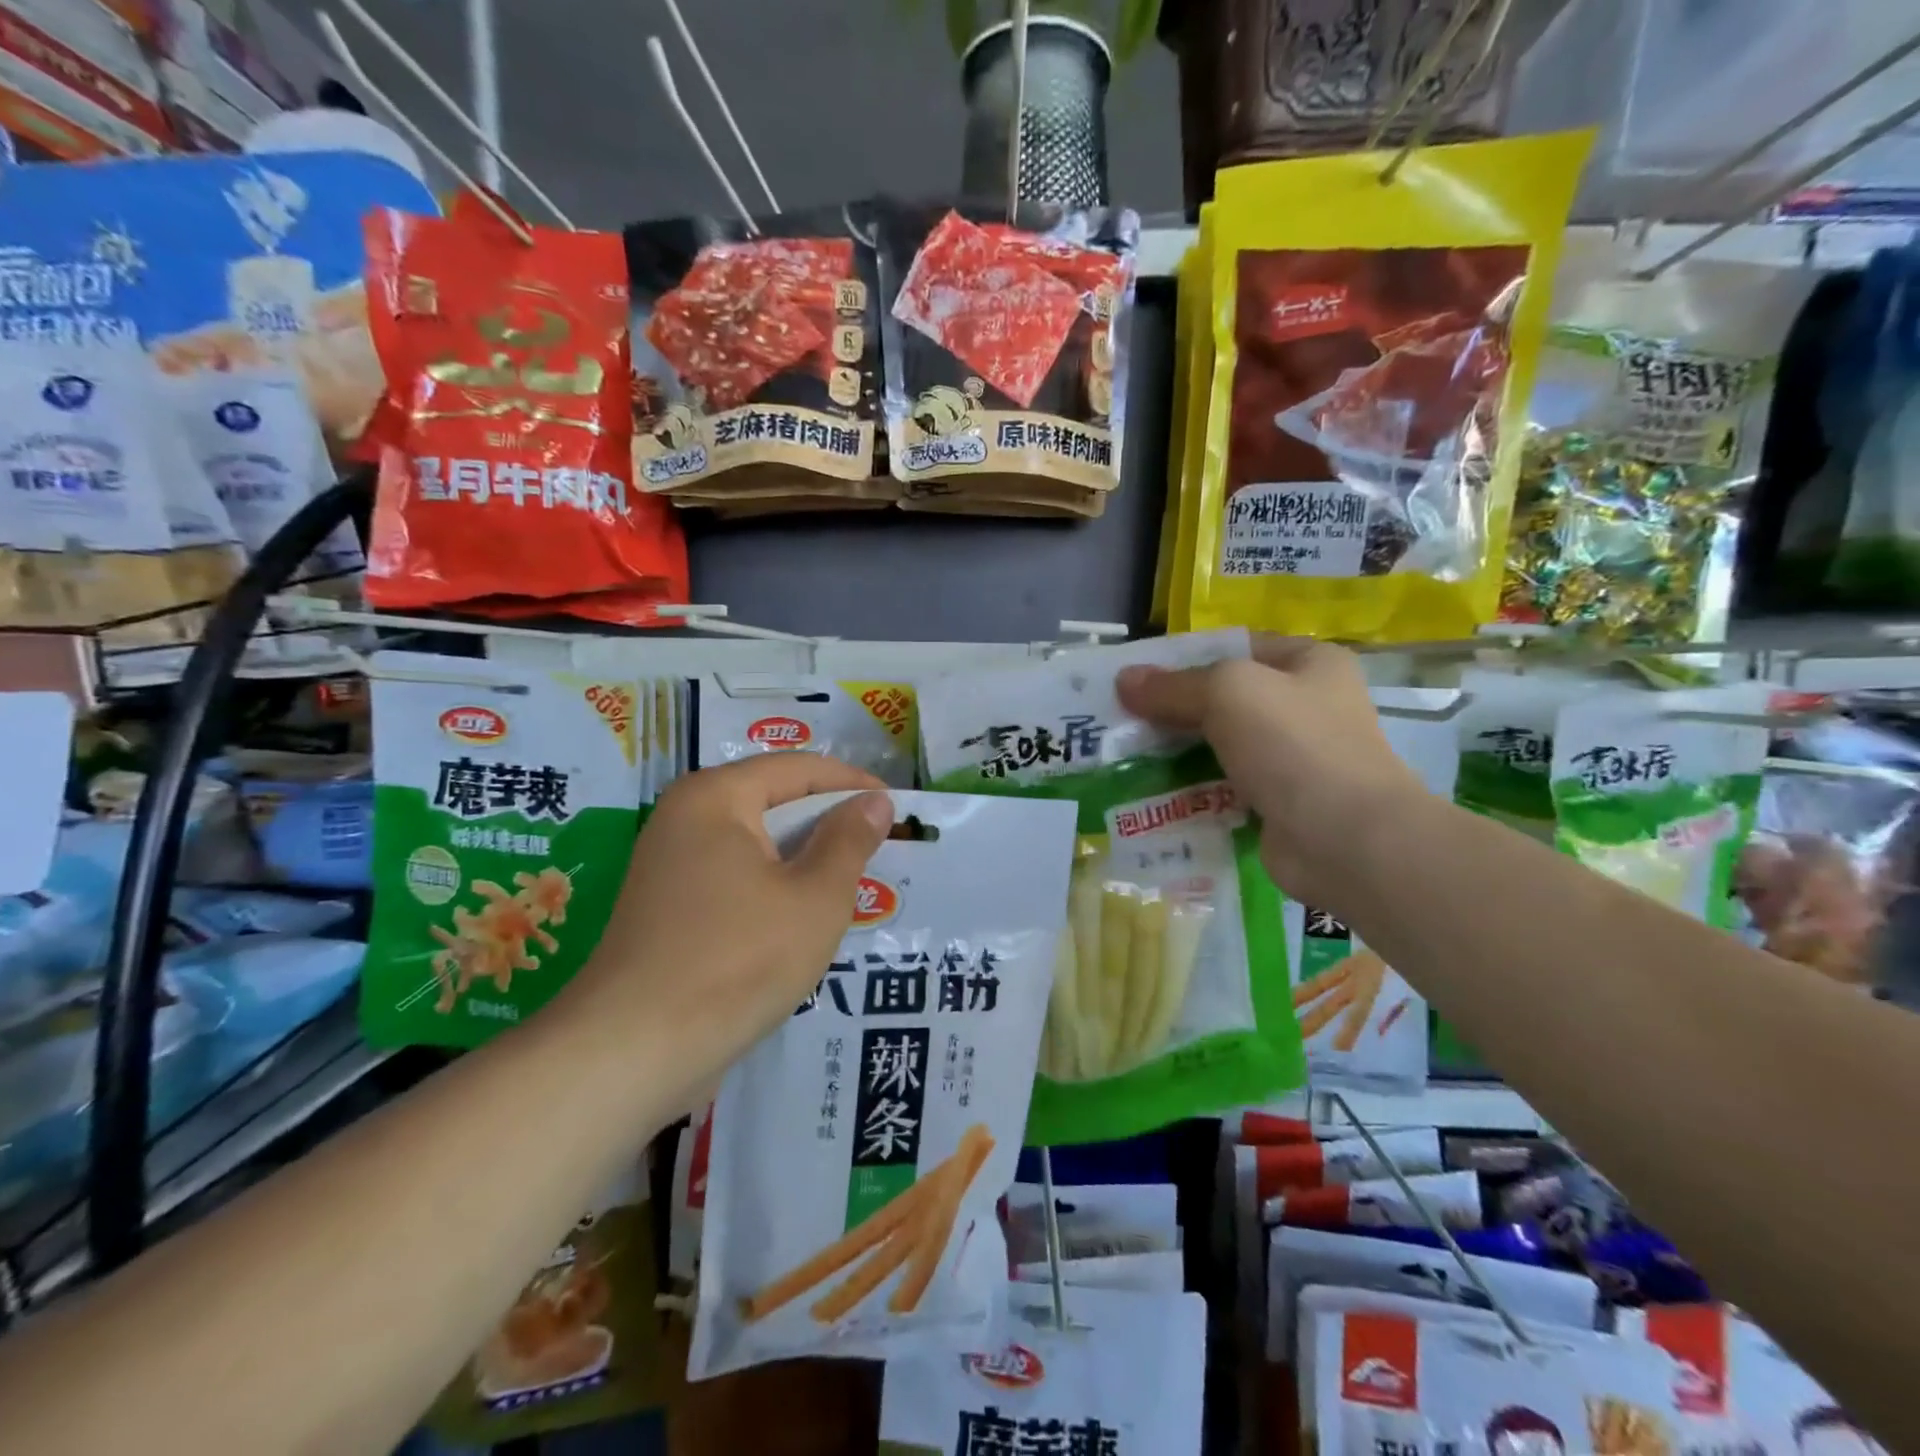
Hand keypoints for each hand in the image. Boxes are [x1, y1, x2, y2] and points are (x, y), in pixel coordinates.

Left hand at [569, 754, 892, 1091]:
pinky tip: (806, 918)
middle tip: (883, 847)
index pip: (798, 768)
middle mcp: (685, 818)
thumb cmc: (738, 960)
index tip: (899, 806)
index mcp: (715, 797)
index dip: (853, 784)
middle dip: (830, 823)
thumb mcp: (815, 897)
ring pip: (757, 845)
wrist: (634, 1051)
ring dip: (805, 860)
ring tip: (855, 883)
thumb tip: (875, 801)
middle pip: (774, 802)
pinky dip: (775, 888)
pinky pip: (736, 878)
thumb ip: (849, 840)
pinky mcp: (669, 908)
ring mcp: (671, 865)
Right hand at [1117, 636, 1424, 916]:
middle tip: (1119, 721)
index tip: (1134, 678)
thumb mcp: (1228, 693)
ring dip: (1176, 754)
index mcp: (1308, 663)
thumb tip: (1124, 679)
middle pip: (1223, 700)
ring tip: (1124, 758)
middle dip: (1172, 711)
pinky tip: (1151, 795)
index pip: (1234, 648)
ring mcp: (1293, 759)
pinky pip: (1224, 788)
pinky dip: (1192, 791)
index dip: (1183, 659)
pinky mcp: (1278, 804)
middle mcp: (1305, 706)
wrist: (1347, 841)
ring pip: (1219, 746)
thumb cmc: (1295, 746)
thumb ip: (1175, 686)